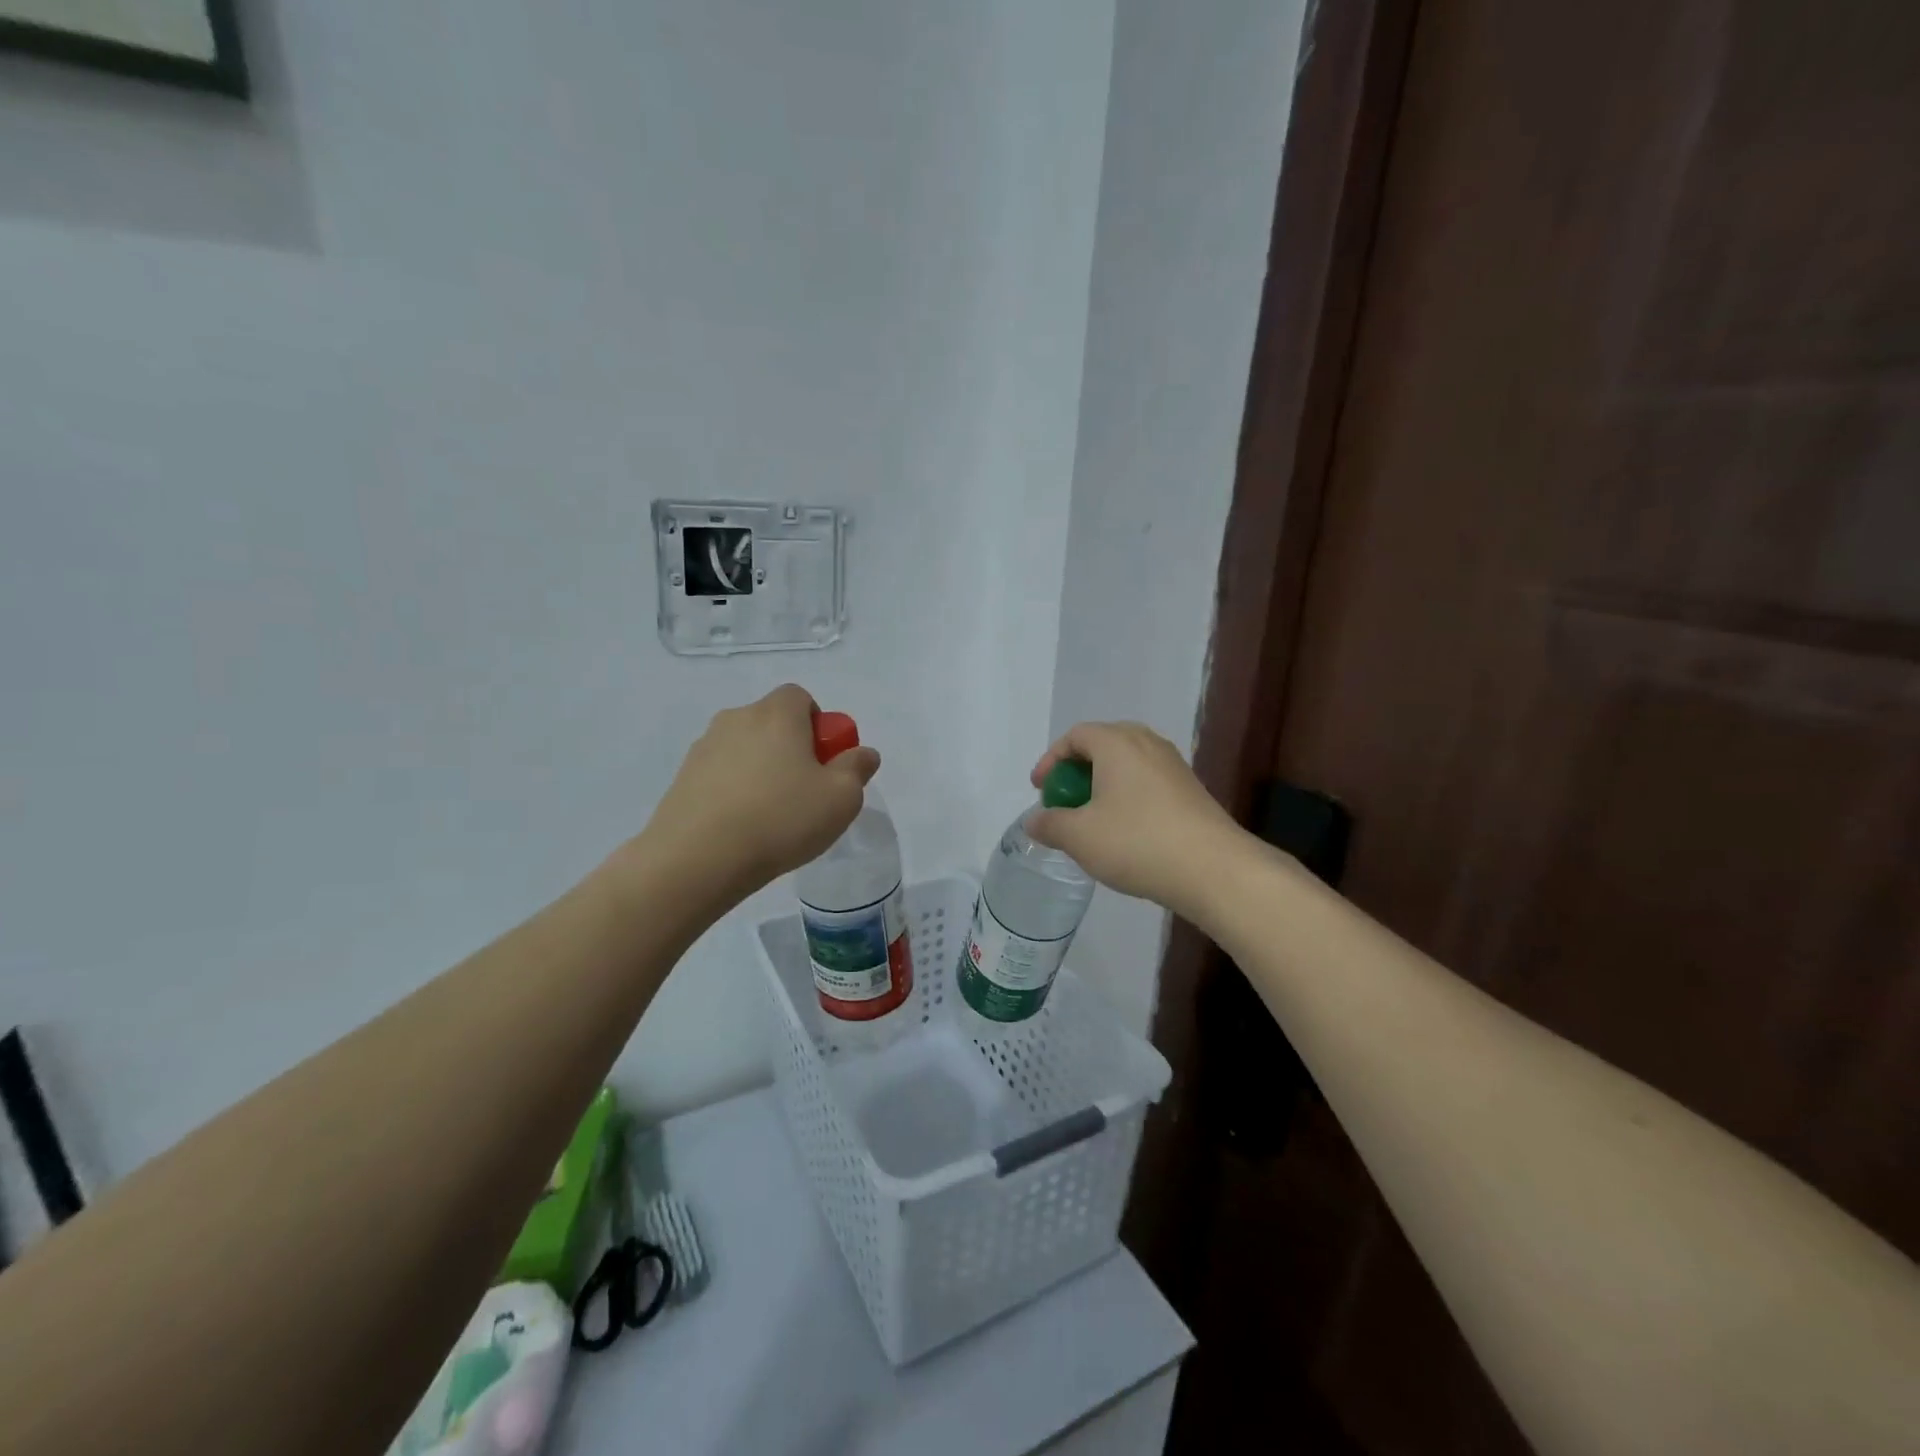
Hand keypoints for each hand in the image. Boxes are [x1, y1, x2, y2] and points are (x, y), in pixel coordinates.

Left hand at [643, 685, 879, 903]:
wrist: (697, 858)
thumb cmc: (780, 818)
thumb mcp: (840, 798)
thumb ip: (857, 769)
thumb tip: (862, 753)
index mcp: (776, 714)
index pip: (800, 697)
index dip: (818, 725)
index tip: (824, 762)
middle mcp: (736, 719)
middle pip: (772, 723)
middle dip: (791, 749)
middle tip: (804, 792)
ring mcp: (704, 748)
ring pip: (745, 750)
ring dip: (761, 771)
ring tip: (770, 817)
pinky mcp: (682, 778)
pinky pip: (720, 775)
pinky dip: (734, 791)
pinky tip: (741, 828)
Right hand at [1026, 721, 1244, 919]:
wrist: (1214, 869)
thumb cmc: (1137, 842)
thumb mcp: (1079, 836)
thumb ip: (1049, 824)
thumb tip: (1035, 820)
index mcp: (1117, 743)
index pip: (1075, 736)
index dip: (1051, 760)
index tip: (1040, 790)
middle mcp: (1147, 743)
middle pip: (1103, 744)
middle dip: (1078, 770)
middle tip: (1066, 799)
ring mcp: (1173, 765)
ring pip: (1127, 764)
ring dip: (1103, 785)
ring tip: (1092, 818)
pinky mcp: (1191, 790)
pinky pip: (1147, 782)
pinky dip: (1127, 796)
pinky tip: (1125, 831)